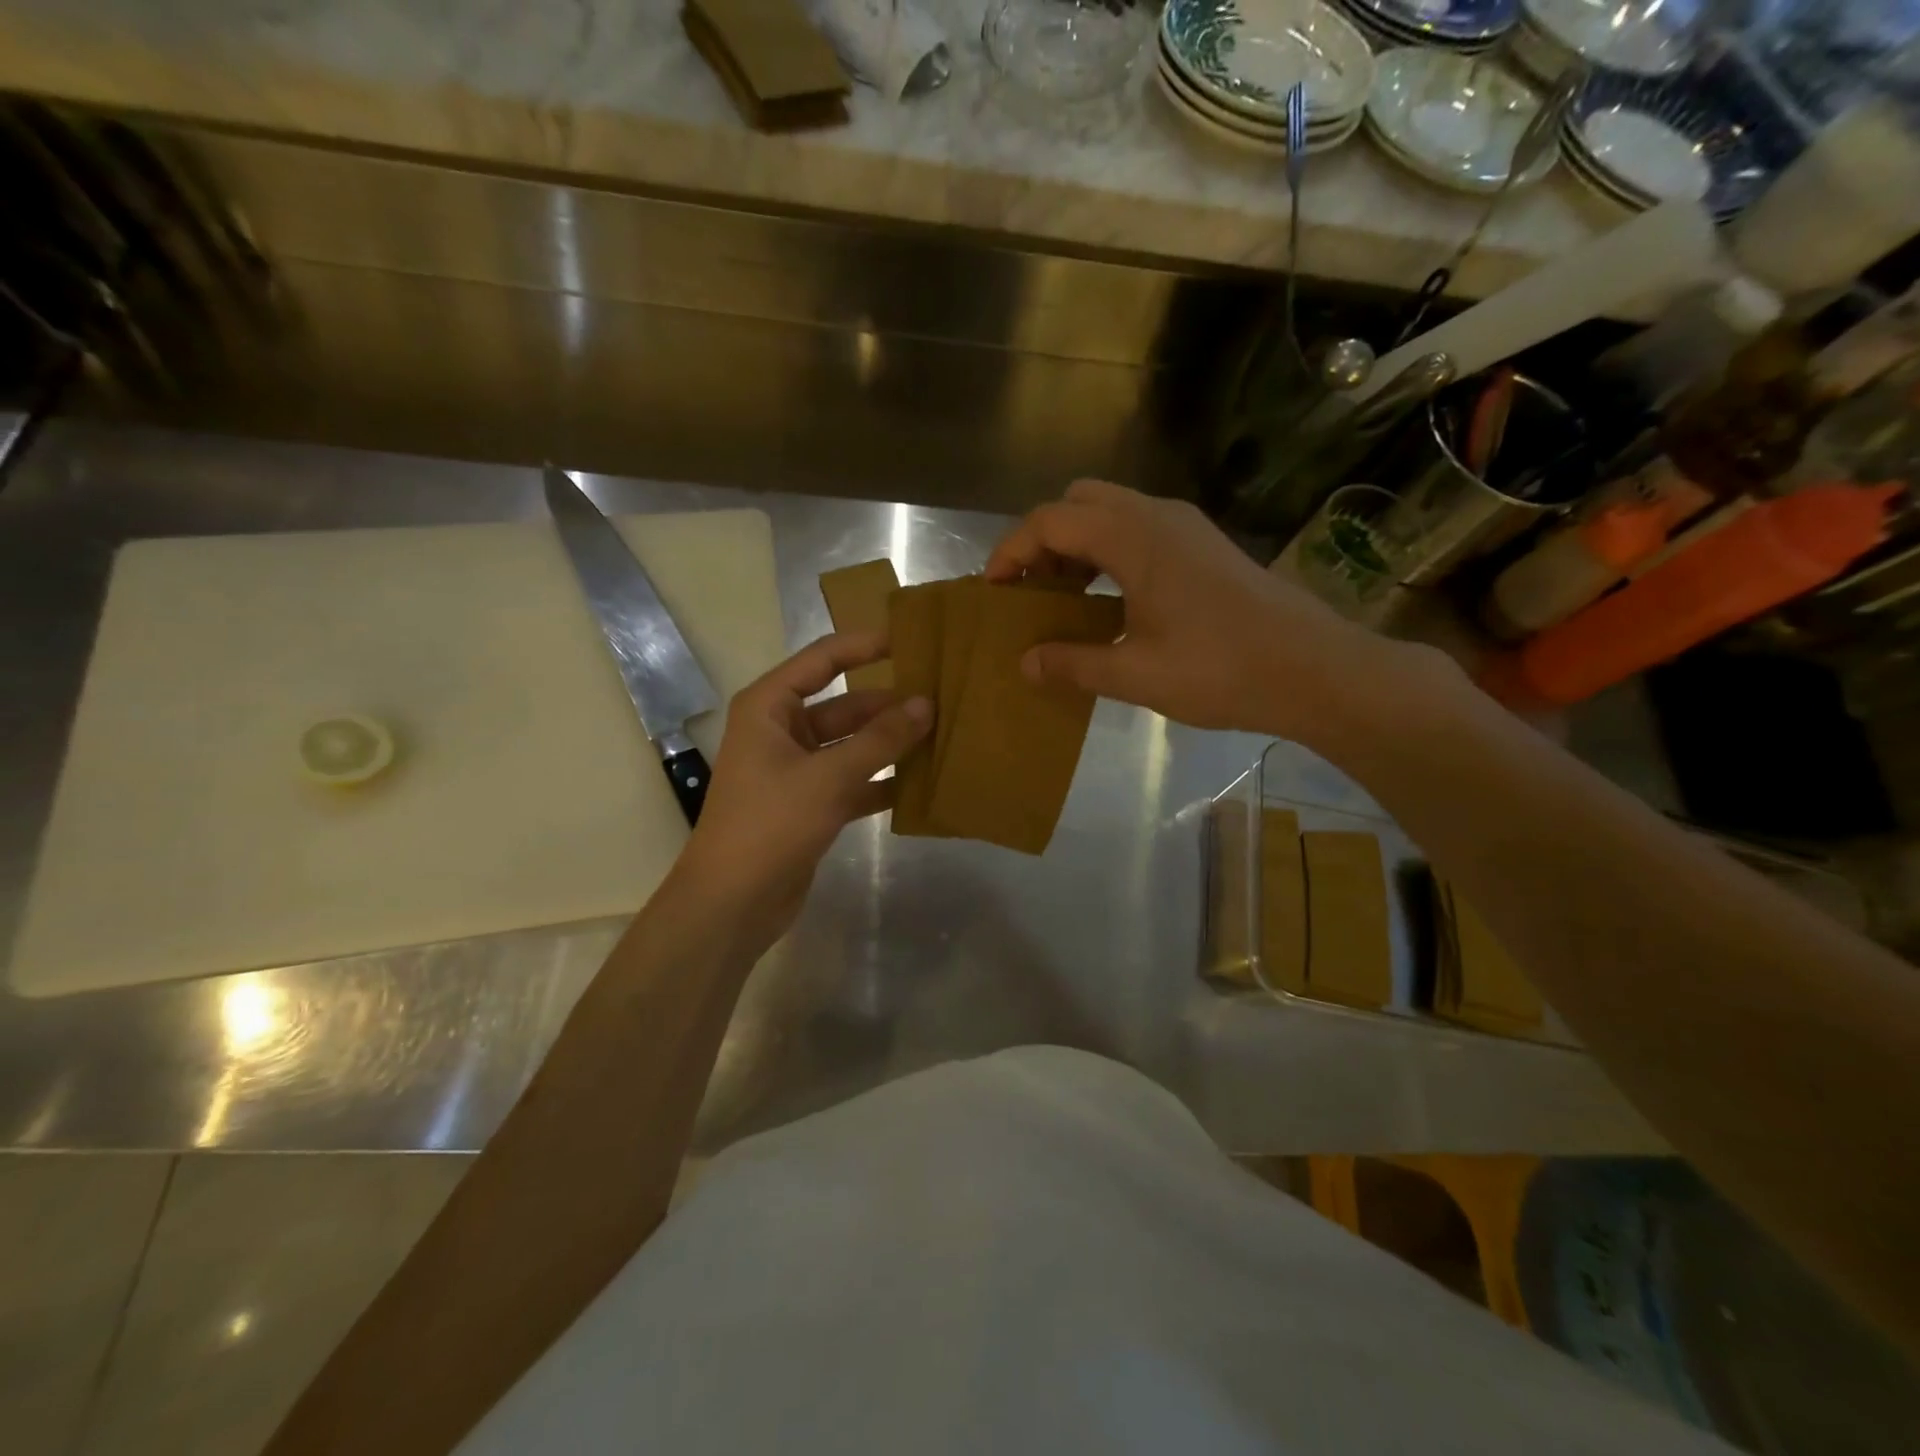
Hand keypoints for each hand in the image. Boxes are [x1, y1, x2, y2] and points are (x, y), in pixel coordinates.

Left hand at [675, 631, 931, 937]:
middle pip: (844, 704)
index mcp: (770, 707)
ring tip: (942, 734)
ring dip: (890, 743)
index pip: (824, 659)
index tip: (913, 638)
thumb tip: (926, 704)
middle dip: (889, 704)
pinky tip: (923, 781)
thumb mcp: (829, 777)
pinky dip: (882, 781)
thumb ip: (880, 740)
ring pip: (852, 744)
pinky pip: (853, 780)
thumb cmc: (770, 825)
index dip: (867, 645)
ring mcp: (796, 769)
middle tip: (943, 698)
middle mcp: (781, 730)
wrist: (732, 903)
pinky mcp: (811, 804)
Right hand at [985, 480, 1404, 745]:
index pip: (1050, 521)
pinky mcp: (1204, 545)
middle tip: (1030, 589)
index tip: (992, 590)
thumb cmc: (1220, 669)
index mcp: (1133, 537)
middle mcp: (1157, 516)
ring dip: (1077, 545)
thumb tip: (1025, 663)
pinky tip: (1111, 601)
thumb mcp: (1135, 674)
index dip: (1011, 551)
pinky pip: (1138, 529)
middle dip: (1043, 539)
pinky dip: (1108, 552)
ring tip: (1063, 598)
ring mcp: (1186, 527)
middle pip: (1078, 501)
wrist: (1314, 670)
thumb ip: (1072, 664)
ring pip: (1111, 511)